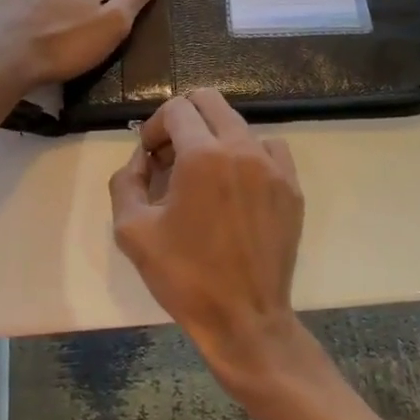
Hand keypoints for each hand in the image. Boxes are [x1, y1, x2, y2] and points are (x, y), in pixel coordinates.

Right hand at [109, 89, 313, 387]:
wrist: (243, 318)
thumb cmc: (183, 276)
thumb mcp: (132, 230)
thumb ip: (127, 181)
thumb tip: (142, 159)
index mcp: (203, 156)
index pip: (176, 109)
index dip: (154, 127)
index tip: (149, 157)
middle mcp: (242, 149)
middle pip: (210, 101)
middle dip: (184, 119)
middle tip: (171, 156)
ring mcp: (274, 167)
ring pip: (239, 124)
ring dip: (214, 137)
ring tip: (203, 175)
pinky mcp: (292, 188)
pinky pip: (270, 149)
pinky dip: (248, 154)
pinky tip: (237, 185)